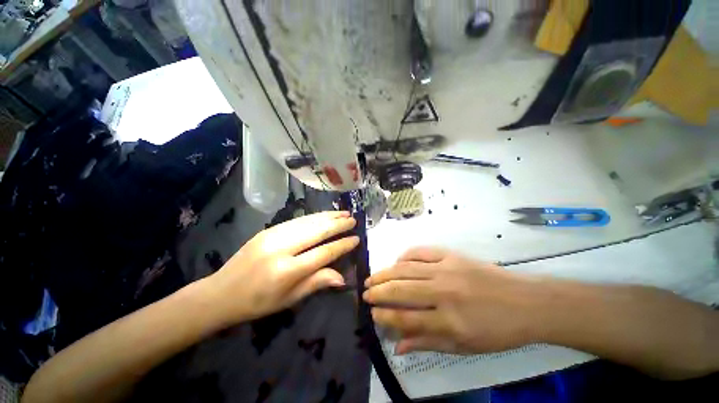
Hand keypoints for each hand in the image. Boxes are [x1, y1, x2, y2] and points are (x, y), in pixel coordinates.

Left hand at [206, 211, 358, 324]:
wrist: (220, 293)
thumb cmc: (258, 303)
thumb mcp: (289, 299)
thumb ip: (317, 283)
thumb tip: (343, 277)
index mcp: (287, 271)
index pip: (324, 253)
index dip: (342, 245)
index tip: (356, 239)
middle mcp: (281, 248)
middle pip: (317, 231)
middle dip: (338, 224)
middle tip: (353, 220)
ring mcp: (273, 235)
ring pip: (308, 222)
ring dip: (328, 216)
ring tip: (343, 213)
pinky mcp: (268, 229)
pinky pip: (296, 220)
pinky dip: (313, 217)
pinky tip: (324, 215)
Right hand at [363, 247, 543, 354]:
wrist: (525, 302)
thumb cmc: (496, 330)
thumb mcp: (464, 347)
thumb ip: (427, 343)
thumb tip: (398, 345)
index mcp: (449, 321)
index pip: (405, 318)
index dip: (384, 316)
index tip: (372, 313)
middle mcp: (444, 292)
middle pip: (401, 289)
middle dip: (378, 291)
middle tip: (365, 292)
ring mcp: (447, 269)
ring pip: (406, 269)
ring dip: (385, 273)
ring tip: (372, 277)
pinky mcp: (451, 255)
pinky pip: (421, 251)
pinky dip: (405, 255)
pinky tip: (397, 261)